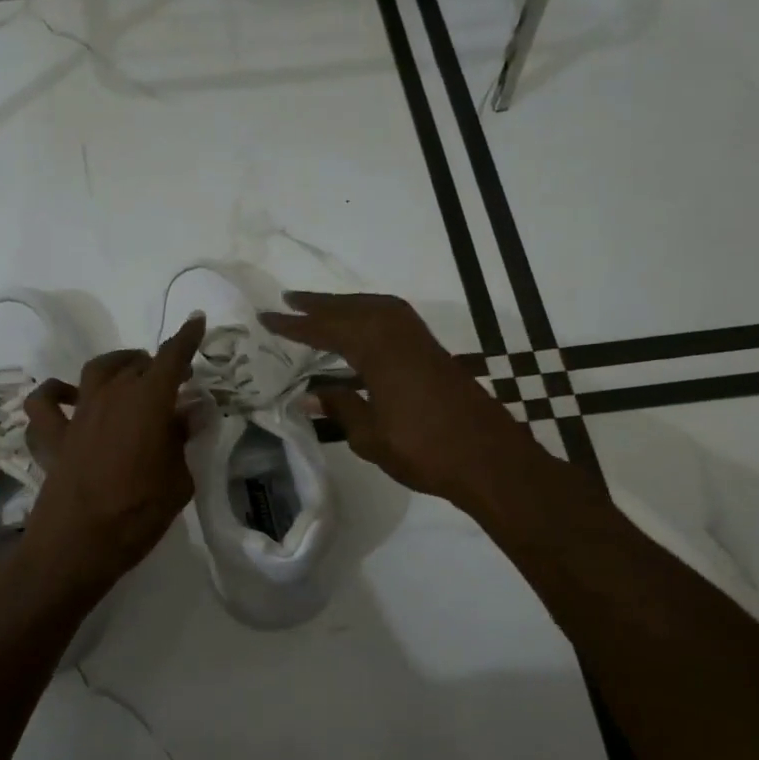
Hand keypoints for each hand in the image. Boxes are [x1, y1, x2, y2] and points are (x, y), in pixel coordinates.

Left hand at [18, 316, 206, 592]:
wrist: (78, 544)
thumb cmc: (138, 513)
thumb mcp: (178, 481)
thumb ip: (182, 442)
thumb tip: (190, 414)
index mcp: (147, 402)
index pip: (171, 358)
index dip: (186, 338)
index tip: (196, 320)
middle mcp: (110, 397)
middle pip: (136, 365)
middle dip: (157, 365)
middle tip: (174, 379)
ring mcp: (78, 415)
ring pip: (95, 372)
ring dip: (116, 367)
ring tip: (129, 375)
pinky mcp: (53, 437)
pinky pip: (45, 406)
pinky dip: (55, 395)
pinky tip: (66, 398)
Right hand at [261, 292, 531, 506]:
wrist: (490, 460)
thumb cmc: (426, 451)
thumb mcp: (372, 437)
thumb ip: (341, 409)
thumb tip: (310, 395)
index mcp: (380, 354)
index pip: (329, 331)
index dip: (297, 325)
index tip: (268, 317)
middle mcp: (400, 337)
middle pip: (355, 309)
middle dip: (321, 304)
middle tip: (290, 299)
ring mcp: (421, 343)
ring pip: (378, 309)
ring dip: (348, 305)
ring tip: (322, 309)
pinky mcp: (434, 353)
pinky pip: (395, 319)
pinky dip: (372, 315)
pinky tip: (363, 330)